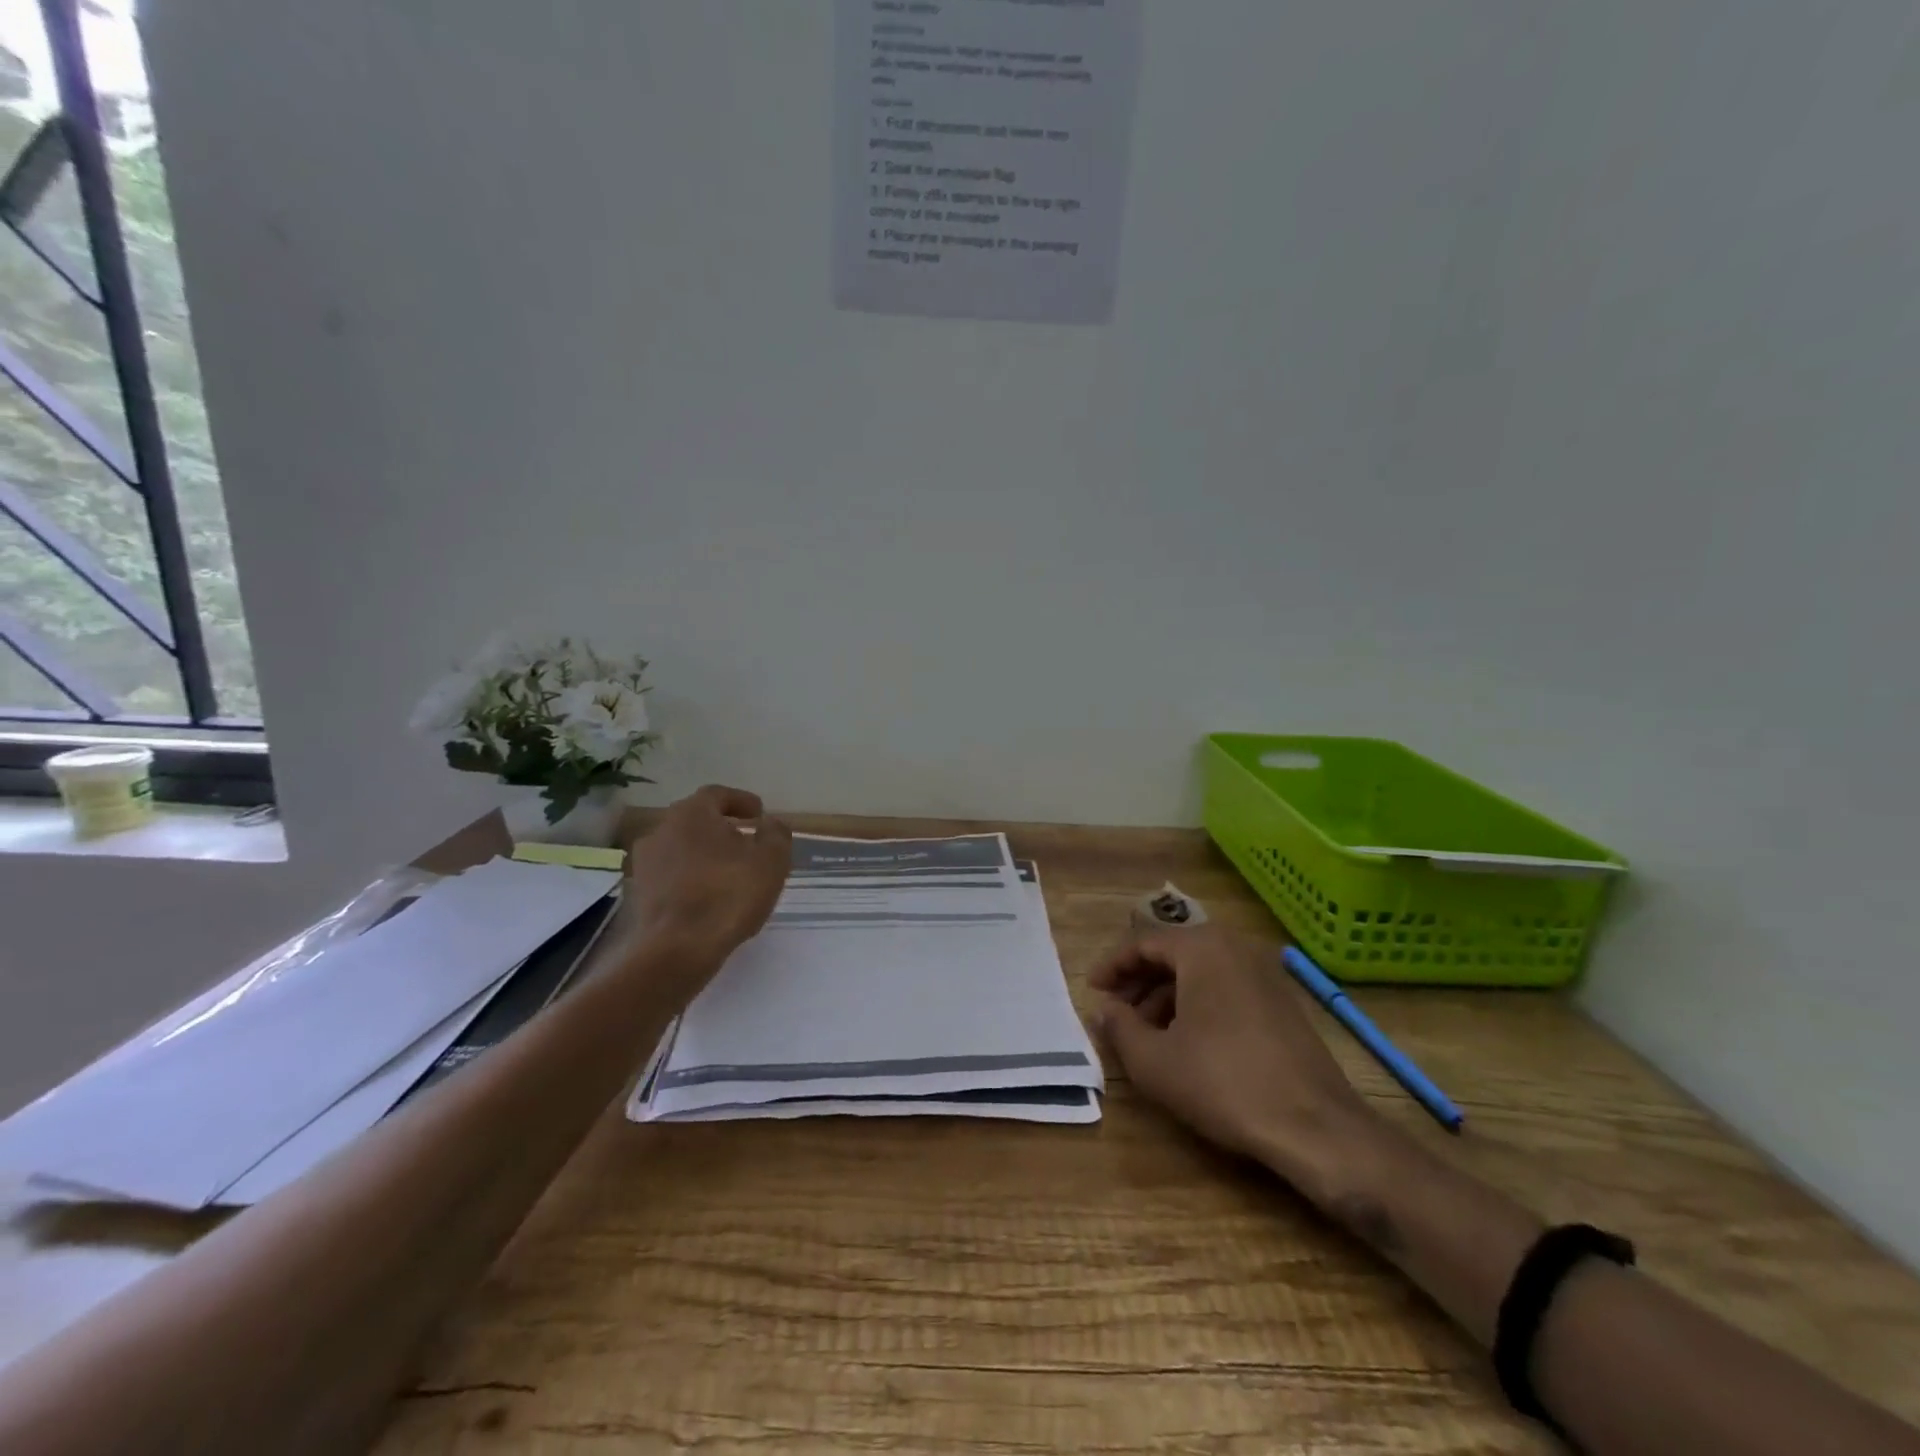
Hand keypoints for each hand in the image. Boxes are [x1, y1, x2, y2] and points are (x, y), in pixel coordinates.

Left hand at [617, 784, 792, 974]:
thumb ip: (775, 834)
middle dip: (722, 828)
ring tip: (729, 873)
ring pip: (681, 848)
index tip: (759, 814)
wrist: (676, 951)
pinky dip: (690, 878)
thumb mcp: (771, 861)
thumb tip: (770, 823)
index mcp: (692, 813)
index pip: (717, 794)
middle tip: (746, 843)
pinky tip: (708, 896)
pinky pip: (670, 875)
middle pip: (696, 820)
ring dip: (704, 854)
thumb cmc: (728, 895)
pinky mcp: (638, 893)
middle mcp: (661, 829)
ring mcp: (644, 862)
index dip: (741, 801)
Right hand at [1091, 926, 1380, 1198]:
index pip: (1144, 943)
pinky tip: (1188, 1042)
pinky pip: (1226, 988)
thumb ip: (1119, 1028)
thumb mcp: (1154, 1061)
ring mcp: (1264, 974)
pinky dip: (1198, 1005)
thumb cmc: (1223, 1083)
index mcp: (1202, 948)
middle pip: (1173, 954)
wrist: (1315, 1127)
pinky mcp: (1283, 1002)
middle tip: (1116, 1012)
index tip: (1093, 990)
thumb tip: (1103, 1009)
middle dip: (1139, 982)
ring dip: (1167, 996)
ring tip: (1146, 1033)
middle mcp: (1235, 948)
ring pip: (1201, 973)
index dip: (1113, 967)